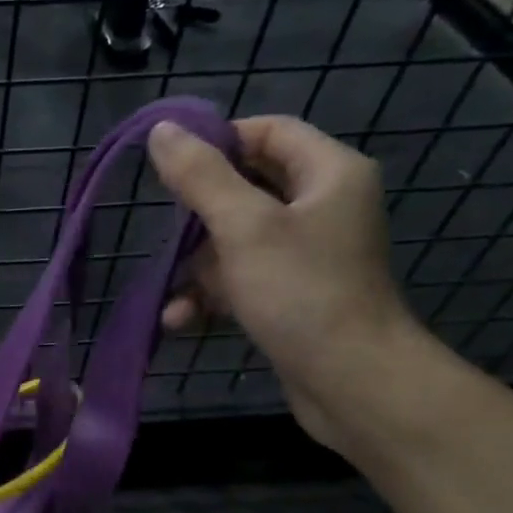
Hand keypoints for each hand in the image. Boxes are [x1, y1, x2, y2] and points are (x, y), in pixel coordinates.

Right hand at [147, 114, 429, 447]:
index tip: (170, 166)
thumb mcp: (243, 227)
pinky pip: (241, 279)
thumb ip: (201, 177)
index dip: (219, 141)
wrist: (351, 381)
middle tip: (165, 231)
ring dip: (197, 268)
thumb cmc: (302, 292)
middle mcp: (322, 206)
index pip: (268, 132)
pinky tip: (180, 319)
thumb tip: (161, 130)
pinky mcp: (291, 294)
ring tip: (169, 294)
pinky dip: (211, 295)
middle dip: (199, 217)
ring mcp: (307, 254)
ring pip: (236, 240)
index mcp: (329, 174)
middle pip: (247, 188)